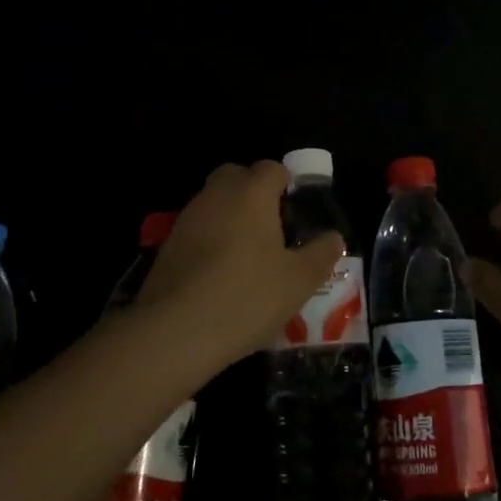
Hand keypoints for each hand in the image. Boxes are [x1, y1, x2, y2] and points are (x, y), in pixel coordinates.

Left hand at [136, 161, 343, 368]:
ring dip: (230, 219)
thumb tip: (334, 237)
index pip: (272, 168)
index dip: (286, 186)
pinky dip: (209, 243)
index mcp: (252, 192)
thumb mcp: (299, 281)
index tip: (295, 216)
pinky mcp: (166, 246)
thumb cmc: (247, 296)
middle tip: (271, 232)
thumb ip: (321, 253)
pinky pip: (197, 231)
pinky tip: (219, 278)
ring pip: (214, 204)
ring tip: (246, 260)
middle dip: (254, 195)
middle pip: (237, 177)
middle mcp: (217, 194)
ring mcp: (187, 218)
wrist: (174, 332)